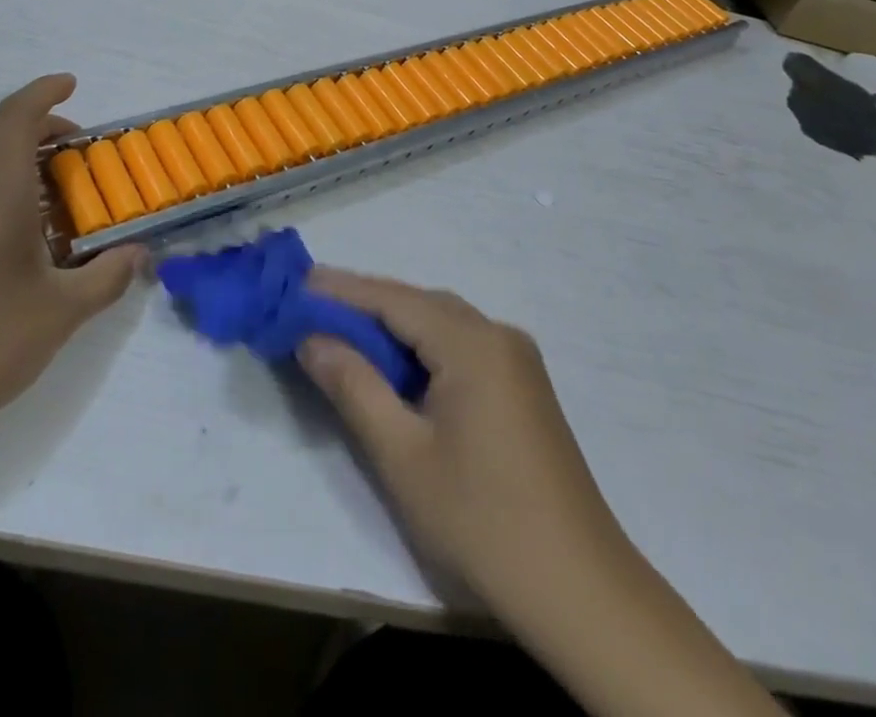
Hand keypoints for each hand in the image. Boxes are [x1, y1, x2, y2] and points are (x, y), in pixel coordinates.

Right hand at [297, 270, 623, 618]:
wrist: (581, 592)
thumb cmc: (482, 521)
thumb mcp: (402, 455)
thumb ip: (353, 385)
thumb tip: (311, 338)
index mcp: (473, 342)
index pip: (392, 298)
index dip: (340, 289)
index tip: (295, 283)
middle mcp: (498, 334)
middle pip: (418, 303)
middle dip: (363, 303)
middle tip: (309, 307)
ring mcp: (517, 360)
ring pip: (440, 323)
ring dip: (392, 324)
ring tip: (341, 331)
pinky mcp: (523, 387)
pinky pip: (461, 346)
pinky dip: (421, 347)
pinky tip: (396, 366)